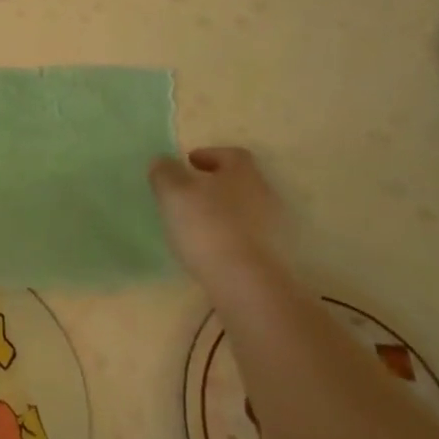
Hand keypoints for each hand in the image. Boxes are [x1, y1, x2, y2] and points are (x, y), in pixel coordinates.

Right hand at [149, 146, 286, 281]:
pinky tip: (212, 249)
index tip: (189, 162)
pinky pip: (248, 238)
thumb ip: (165, 172)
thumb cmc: (208, 226)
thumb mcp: (173, 192)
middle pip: (240, 182)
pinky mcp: (274, 258)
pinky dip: (231, 237)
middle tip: (190, 193)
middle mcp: (265, 195)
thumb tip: (163, 161)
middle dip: (216, 185)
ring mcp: (274, 229)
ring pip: (245, 211)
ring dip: (223, 213)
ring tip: (197, 224)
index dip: (209, 155)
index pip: (231, 154)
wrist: (246, 285)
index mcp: (243, 173)